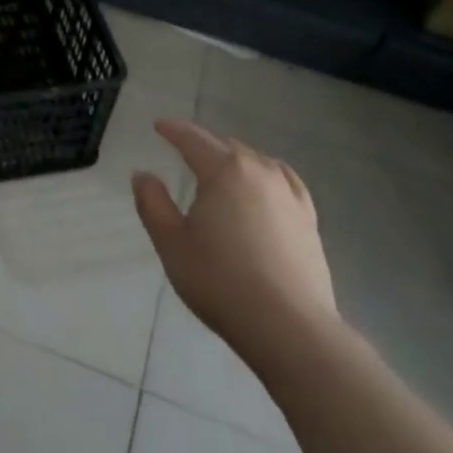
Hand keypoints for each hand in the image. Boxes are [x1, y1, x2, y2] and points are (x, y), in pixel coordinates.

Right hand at [133, 118, 336, 346]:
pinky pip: (285, 181)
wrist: (288, 327)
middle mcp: (260, 172)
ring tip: (221, 167)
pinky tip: (266, 185)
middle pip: (227, 147)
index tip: (159, 125)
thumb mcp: (171, 243)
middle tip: (184, 151)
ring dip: (235, 159)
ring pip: (257, 162)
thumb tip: (143, 175)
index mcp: (224, 171)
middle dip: (204, 145)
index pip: (194, 139)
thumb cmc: (220, 280)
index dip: (173, 130)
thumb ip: (153, 203)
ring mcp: (289, 195)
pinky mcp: (308, 220)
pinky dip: (267, 175)